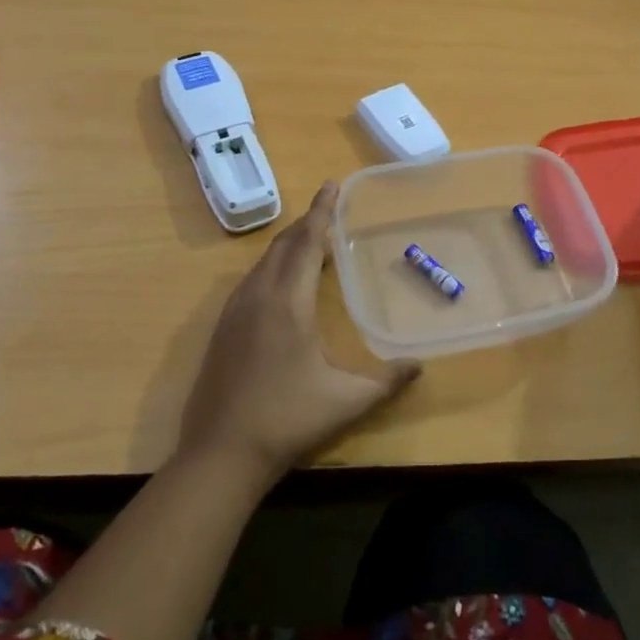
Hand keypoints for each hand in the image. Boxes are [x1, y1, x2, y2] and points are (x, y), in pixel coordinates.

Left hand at [177, 182, 420, 481]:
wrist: (219, 455)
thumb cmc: (287, 421)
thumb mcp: (345, 401)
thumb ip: (386, 381)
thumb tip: (419, 367)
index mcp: (287, 302)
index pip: (306, 243)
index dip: (321, 212)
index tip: (331, 184)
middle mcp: (257, 296)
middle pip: (283, 245)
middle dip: (306, 225)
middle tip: (329, 213)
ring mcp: (234, 312)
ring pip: (263, 263)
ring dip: (288, 247)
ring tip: (312, 245)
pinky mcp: (222, 329)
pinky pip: (251, 281)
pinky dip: (272, 269)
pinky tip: (283, 286)